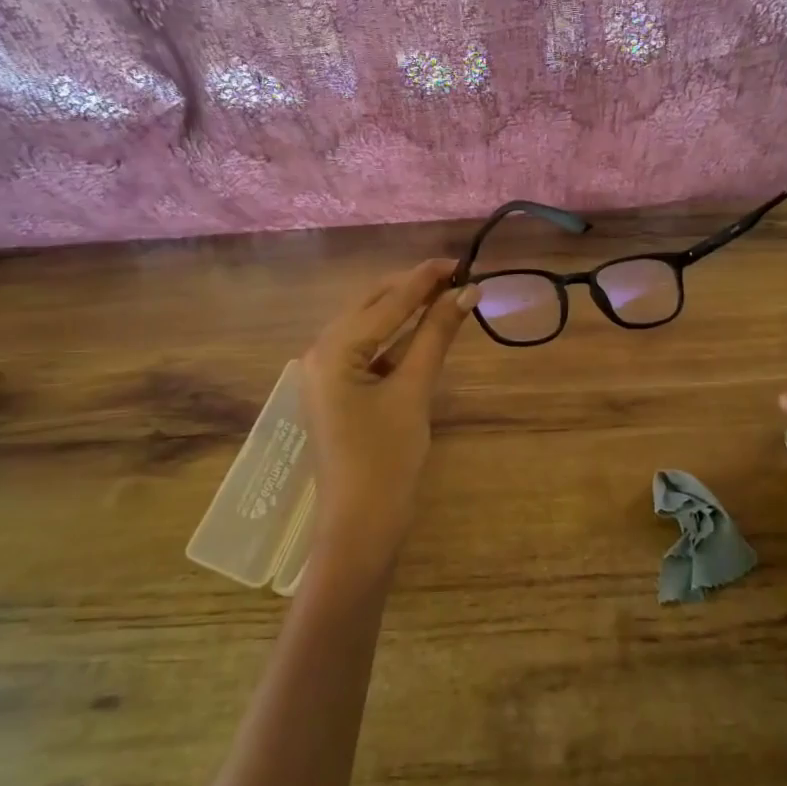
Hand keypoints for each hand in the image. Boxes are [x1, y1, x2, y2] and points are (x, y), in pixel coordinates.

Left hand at [301, 259, 478, 574]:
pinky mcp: (338, 390)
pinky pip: (368, 351)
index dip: (425, 279)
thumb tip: (465, 293)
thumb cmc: (387, 459)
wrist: (361, 525)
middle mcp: (321, 352)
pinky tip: (423, 331)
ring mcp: (326, 373)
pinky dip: (397, 339)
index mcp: (332, 349)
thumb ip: (436, 336)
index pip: (386, 302)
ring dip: (405, 311)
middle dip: (412, 289)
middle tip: (456, 277)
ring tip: (445, 296)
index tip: (459, 260)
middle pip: (371, 307)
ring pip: (369, 327)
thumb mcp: (414, 392)